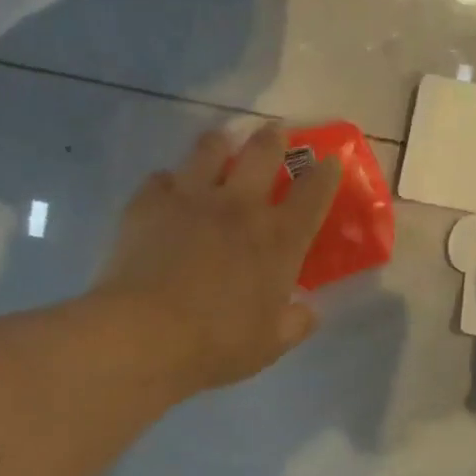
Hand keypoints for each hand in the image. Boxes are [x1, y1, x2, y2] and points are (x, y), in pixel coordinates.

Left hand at [94, 123, 340, 396]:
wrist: (145, 335)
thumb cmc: (218, 343)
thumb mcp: (271, 343)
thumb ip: (296, 323)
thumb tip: (309, 312)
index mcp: (279, 239)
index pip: (313, 193)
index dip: (326, 174)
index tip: (330, 161)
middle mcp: (240, 206)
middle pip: (263, 152)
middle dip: (274, 137)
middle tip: (275, 132)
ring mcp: (192, 198)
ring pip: (210, 149)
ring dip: (220, 144)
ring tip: (221, 145)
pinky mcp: (149, 203)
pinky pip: (162, 177)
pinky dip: (170, 181)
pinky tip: (168, 192)